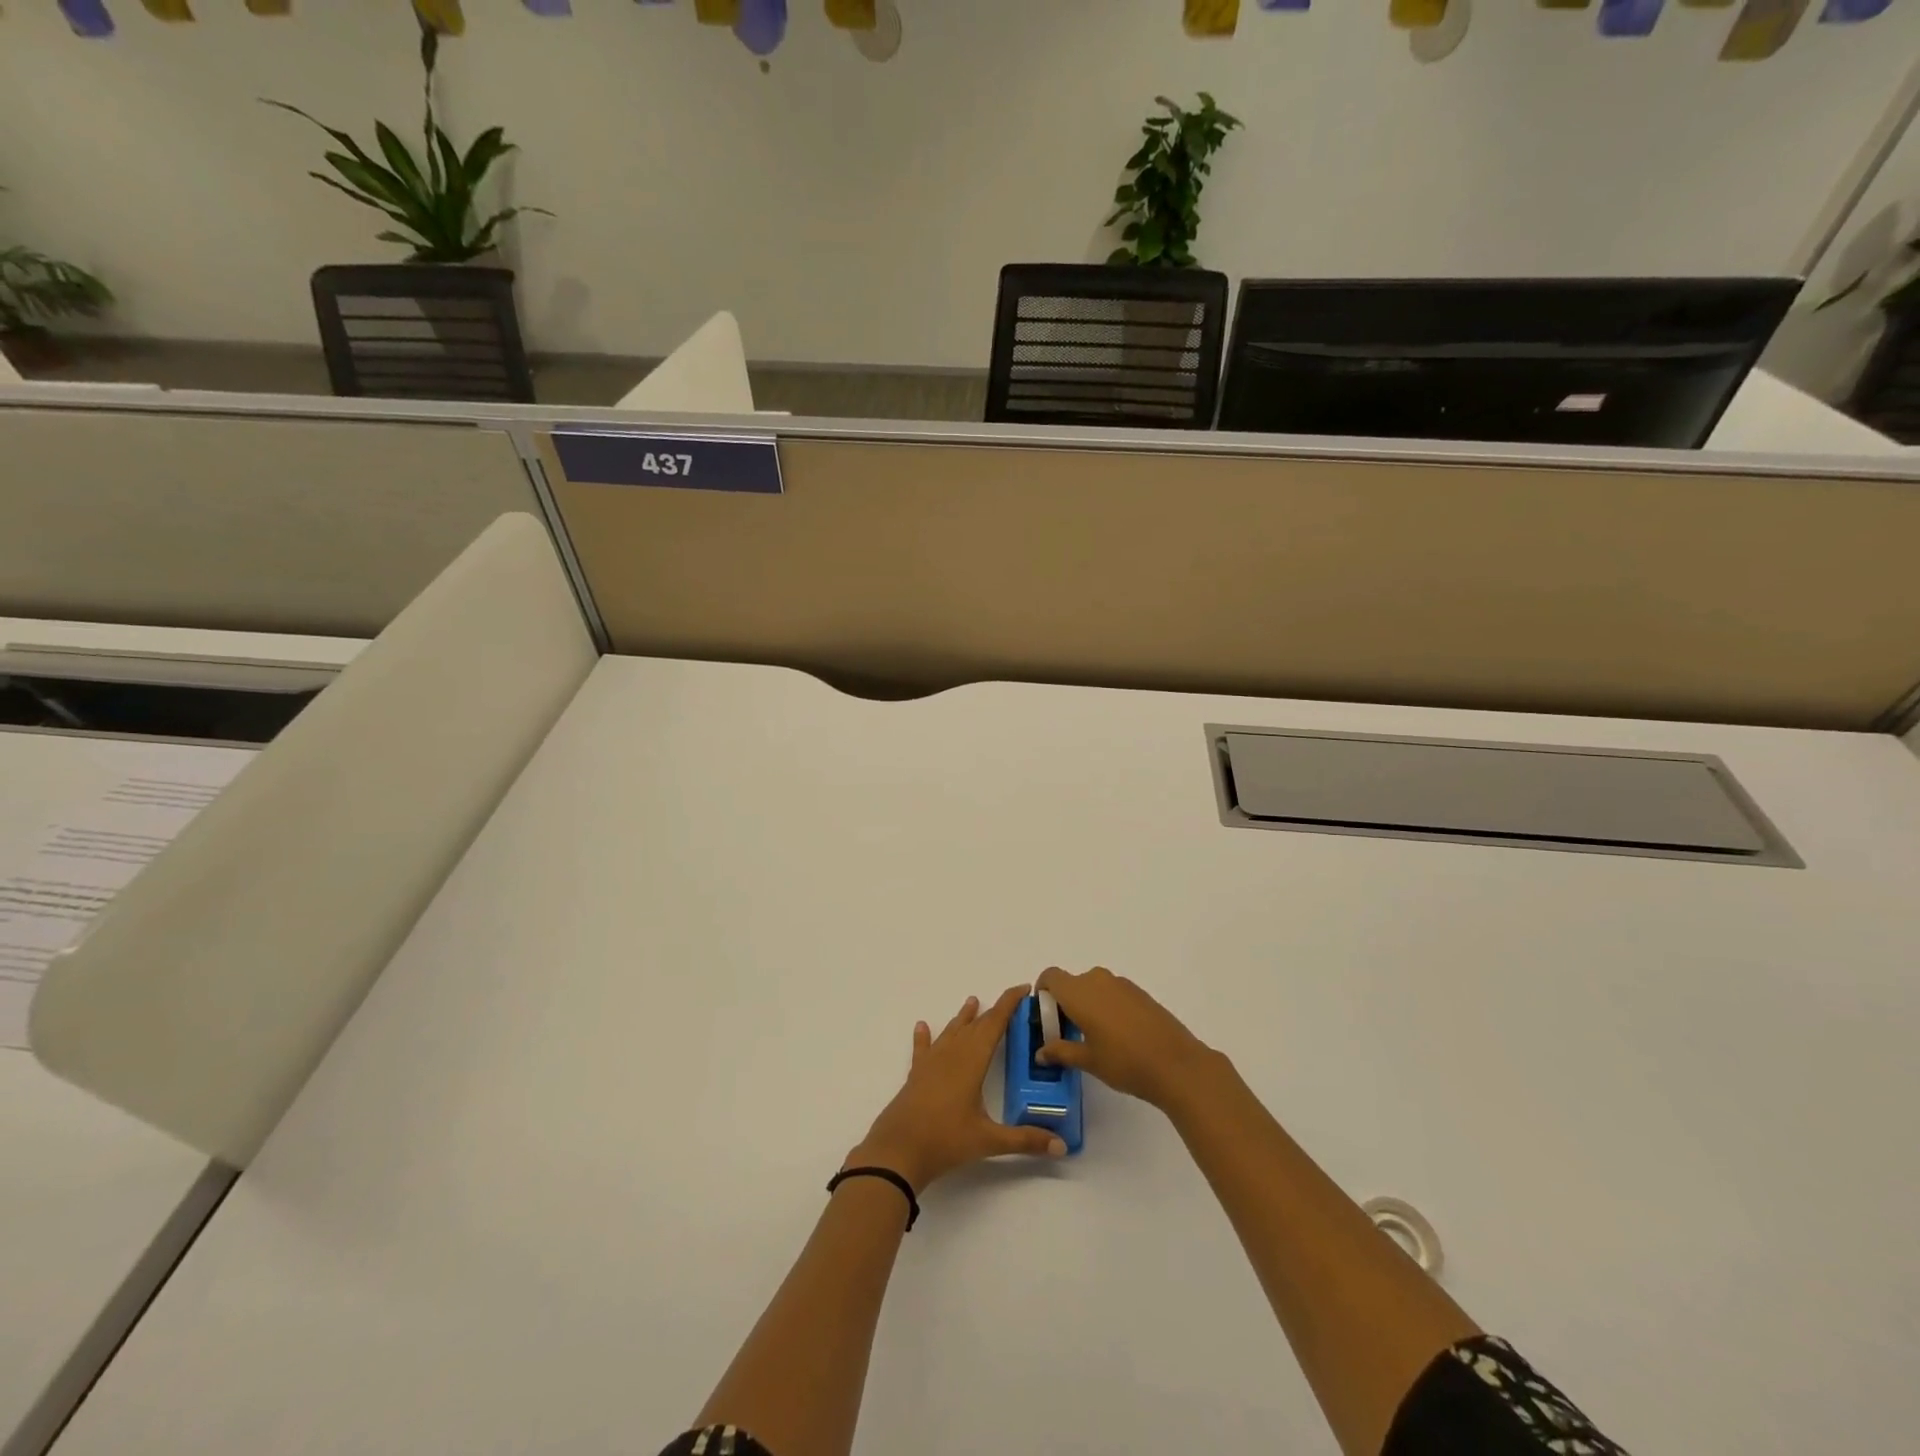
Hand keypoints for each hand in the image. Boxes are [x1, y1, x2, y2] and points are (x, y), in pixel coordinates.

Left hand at [848, 986, 1066, 1190]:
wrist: (898, 1151)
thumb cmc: (945, 1141)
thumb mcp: (989, 1141)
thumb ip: (1025, 1140)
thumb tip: (1062, 1146)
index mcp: (972, 1062)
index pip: (994, 1024)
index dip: (1009, 1004)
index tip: (1024, 988)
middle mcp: (952, 1054)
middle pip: (975, 1026)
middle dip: (993, 1012)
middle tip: (1010, 1003)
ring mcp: (931, 1063)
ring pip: (951, 1032)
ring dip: (963, 1018)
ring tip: (972, 1001)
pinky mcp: (916, 1075)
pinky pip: (922, 1049)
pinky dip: (924, 1036)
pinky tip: (922, 1026)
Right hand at [1033, 966, 1214, 1109]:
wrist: (1177, 1064)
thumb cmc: (1124, 1062)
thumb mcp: (1087, 1060)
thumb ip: (1060, 1051)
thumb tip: (1041, 1052)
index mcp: (1079, 992)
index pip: (1050, 977)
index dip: (1043, 992)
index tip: (1045, 1016)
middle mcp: (1097, 980)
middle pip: (1071, 983)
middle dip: (1065, 1003)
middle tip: (1067, 1033)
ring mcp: (1121, 984)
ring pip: (1093, 988)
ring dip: (1086, 1005)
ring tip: (1093, 1037)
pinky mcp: (1140, 992)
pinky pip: (1112, 992)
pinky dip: (1106, 1006)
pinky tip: (1117, 1035)